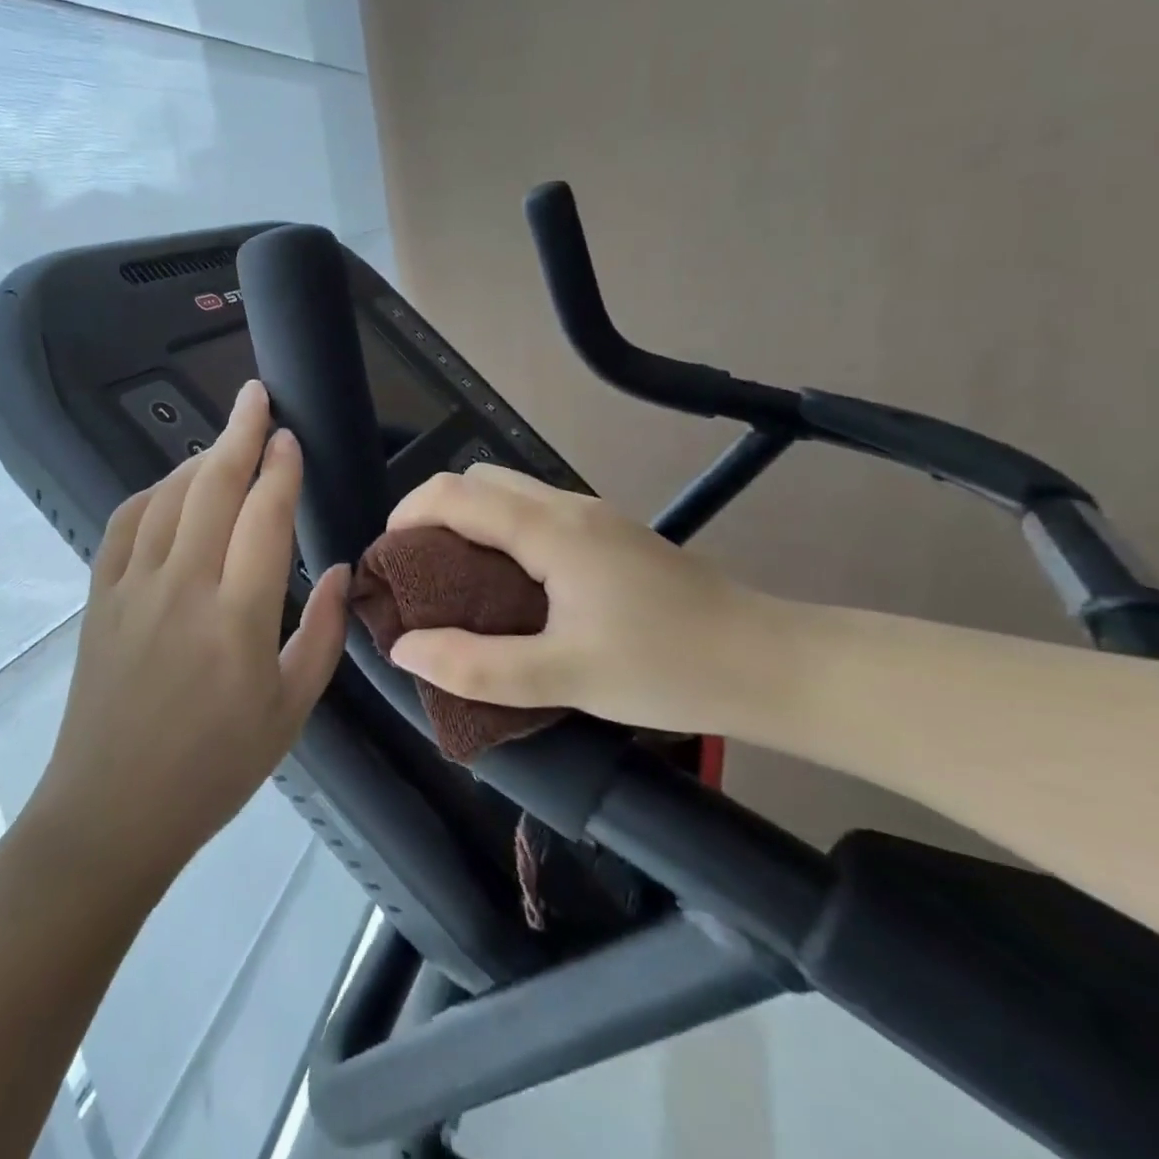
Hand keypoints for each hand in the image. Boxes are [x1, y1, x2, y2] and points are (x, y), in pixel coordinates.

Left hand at [34, 380, 350, 887]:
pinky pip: (124, 525)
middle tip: (256, 395)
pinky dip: (150, 494)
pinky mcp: (99, 597)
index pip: (264, 516)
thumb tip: (335, 569)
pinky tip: (170, 488)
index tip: (292, 436)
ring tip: (225, 441)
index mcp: (237, 618)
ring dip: (198, 459)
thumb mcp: (290, 710)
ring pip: (167, 498)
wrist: (113, 811)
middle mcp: (182, 588)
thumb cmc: (215, 769)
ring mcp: (132, 588)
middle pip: (212, 488)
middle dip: (239, 433)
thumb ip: (320, 633)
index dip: (281, 468)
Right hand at [385, 464, 774, 735]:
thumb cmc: (668, 668)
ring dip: (468, 522)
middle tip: (418, 574)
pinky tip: (509, 588)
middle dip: (433, 513)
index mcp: (550, 530)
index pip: (454, 494)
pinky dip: (501, 533)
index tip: (387, 562)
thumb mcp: (565, 677)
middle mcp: (568, 506)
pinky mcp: (611, 535)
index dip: (407, 517)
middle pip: (478, 480)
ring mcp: (594, 516)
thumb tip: (404, 647)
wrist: (771, 664)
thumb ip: (477, 665)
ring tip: (455, 583)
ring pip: (509, 493)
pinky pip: (535, 513)